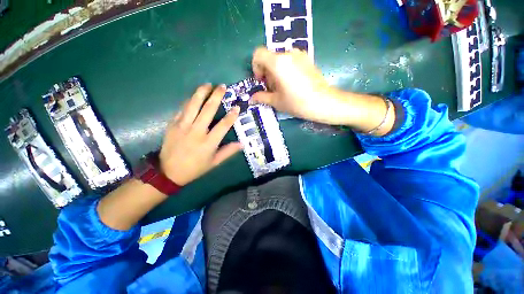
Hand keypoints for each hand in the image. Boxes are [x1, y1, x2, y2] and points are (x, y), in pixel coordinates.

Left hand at [159, 84, 241, 185]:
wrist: (169, 172)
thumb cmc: (195, 168)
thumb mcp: (214, 163)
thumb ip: (228, 152)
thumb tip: (242, 143)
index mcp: (209, 142)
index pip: (223, 125)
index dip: (231, 115)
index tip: (237, 107)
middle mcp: (197, 131)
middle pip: (208, 110)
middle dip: (217, 96)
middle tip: (222, 87)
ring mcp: (183, 126)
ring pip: (193, 105)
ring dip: (201, 93)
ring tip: (208, 84)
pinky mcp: (173, 124)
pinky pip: (182, 109)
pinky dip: (189, 101)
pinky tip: (194, 96)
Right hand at [251, 47, 396, 133]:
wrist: (323, 102)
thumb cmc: (297, 103)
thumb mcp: (277, 101)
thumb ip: (262, 97)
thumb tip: (251, 98)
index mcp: (278, 63)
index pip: (258, 54)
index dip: (256, 67)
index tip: (262, 81)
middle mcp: (288, 53)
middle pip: (269, 58)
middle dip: (267, 73)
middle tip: (272, 89)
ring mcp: (299, 55)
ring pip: (280, 60)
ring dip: (276, 72)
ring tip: (283, 88)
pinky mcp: (307, 59)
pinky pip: (290, 61)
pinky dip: (286, 70)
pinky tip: (292, 84)